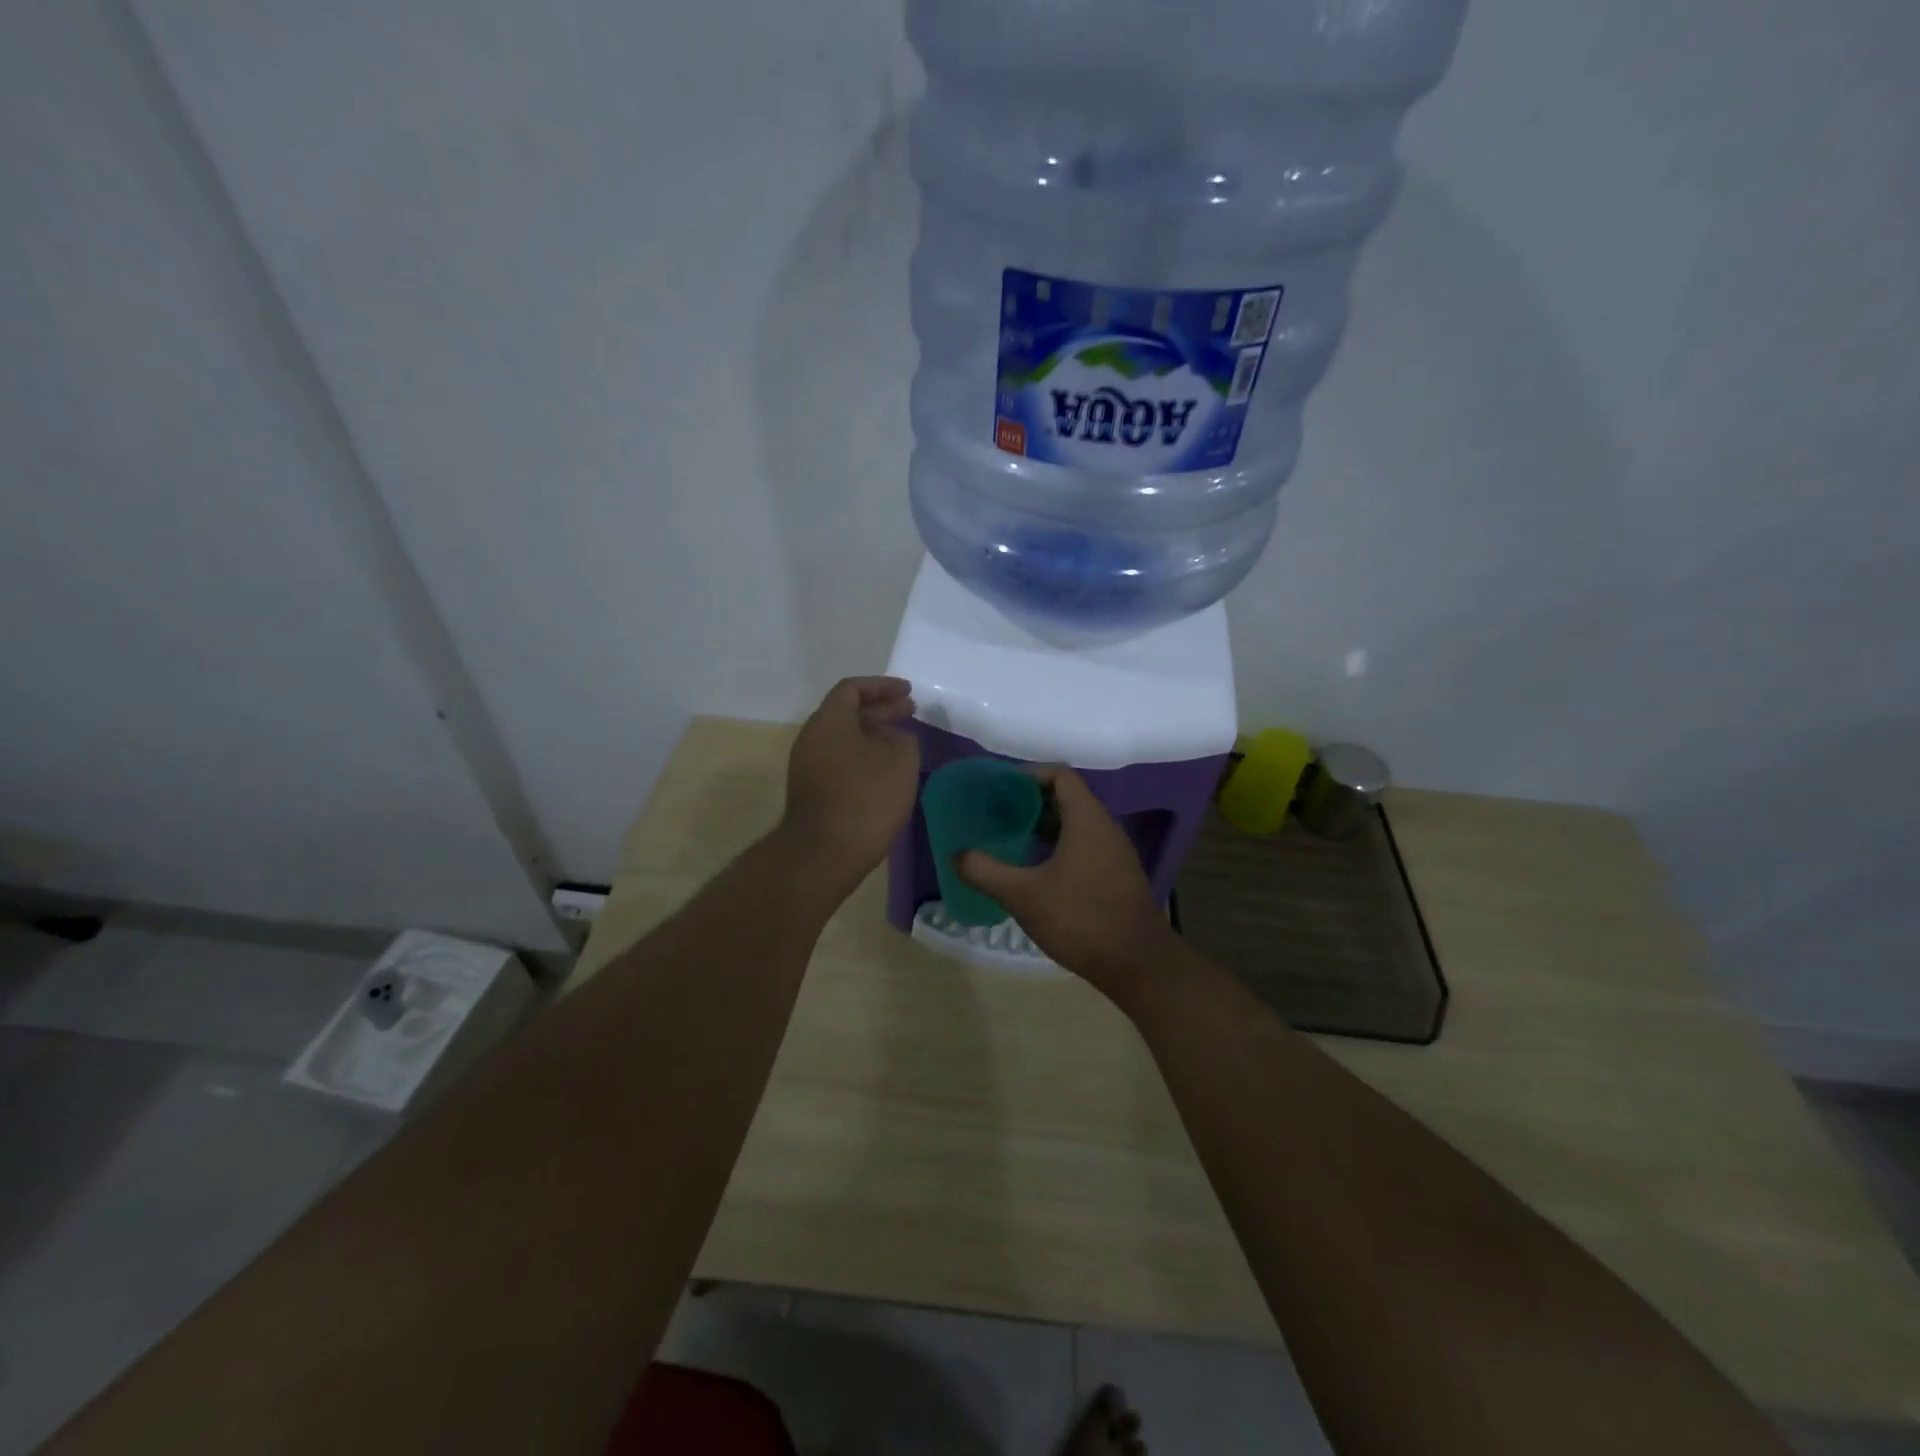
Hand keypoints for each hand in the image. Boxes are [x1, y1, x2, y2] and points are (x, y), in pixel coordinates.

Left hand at [780, 676, 919, 895]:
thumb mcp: (900, 759)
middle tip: (911, 712)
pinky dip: (865, 756)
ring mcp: (808, 766)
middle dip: (881, 710)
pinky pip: (841, 761)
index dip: (882, 686)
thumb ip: (903, 738)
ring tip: (903, 742)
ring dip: (874, 735)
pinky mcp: (813, 792)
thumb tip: (894, 739)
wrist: (825, 852)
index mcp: (829, 720)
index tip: (909, 692)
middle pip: (847, 713)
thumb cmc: (865, 797)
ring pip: (845, 739)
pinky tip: (886, 771)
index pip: (853, 688)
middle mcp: (812, 737)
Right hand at [956, 765, 1175, 997]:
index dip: (1029, 774)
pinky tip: (1036, 871)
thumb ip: (985, 871)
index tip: (999, 787)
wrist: (1137, 964)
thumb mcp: (1023, 895)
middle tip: (997, 814)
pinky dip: (1059, 847)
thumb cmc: (1080, 919)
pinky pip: (1085, 846)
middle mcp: (1105, 827)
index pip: (1060, 775)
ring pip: (1076, 824)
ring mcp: (1115, 852)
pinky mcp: (1117, 876)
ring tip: (1011, 839)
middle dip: (1031, 801)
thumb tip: (956, 855)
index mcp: (1087, 819)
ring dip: (1044, 826)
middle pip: (1067, 797)